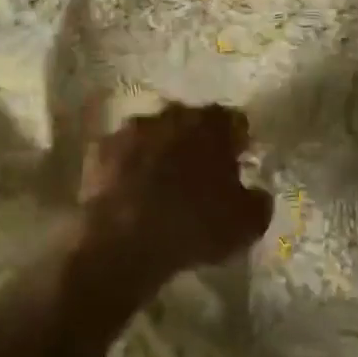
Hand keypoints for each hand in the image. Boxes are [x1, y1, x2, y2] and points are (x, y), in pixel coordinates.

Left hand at [78, 103, 273, 282]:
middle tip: (200, 175)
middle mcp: (170, 115)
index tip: (238, 163)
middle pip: (190, 122)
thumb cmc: (195, 225)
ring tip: (161, 186)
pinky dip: (127, 168)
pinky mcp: (99, 151)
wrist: (124, 241)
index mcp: (210, 124)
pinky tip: (130, 194)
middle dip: (196, 142)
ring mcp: (130, 130)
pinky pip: (121, 155)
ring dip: (159, 152)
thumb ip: (258, 200)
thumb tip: (256, 193)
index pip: (232, 121)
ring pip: (153, 135)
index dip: (237, 141)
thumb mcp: (247, 223)